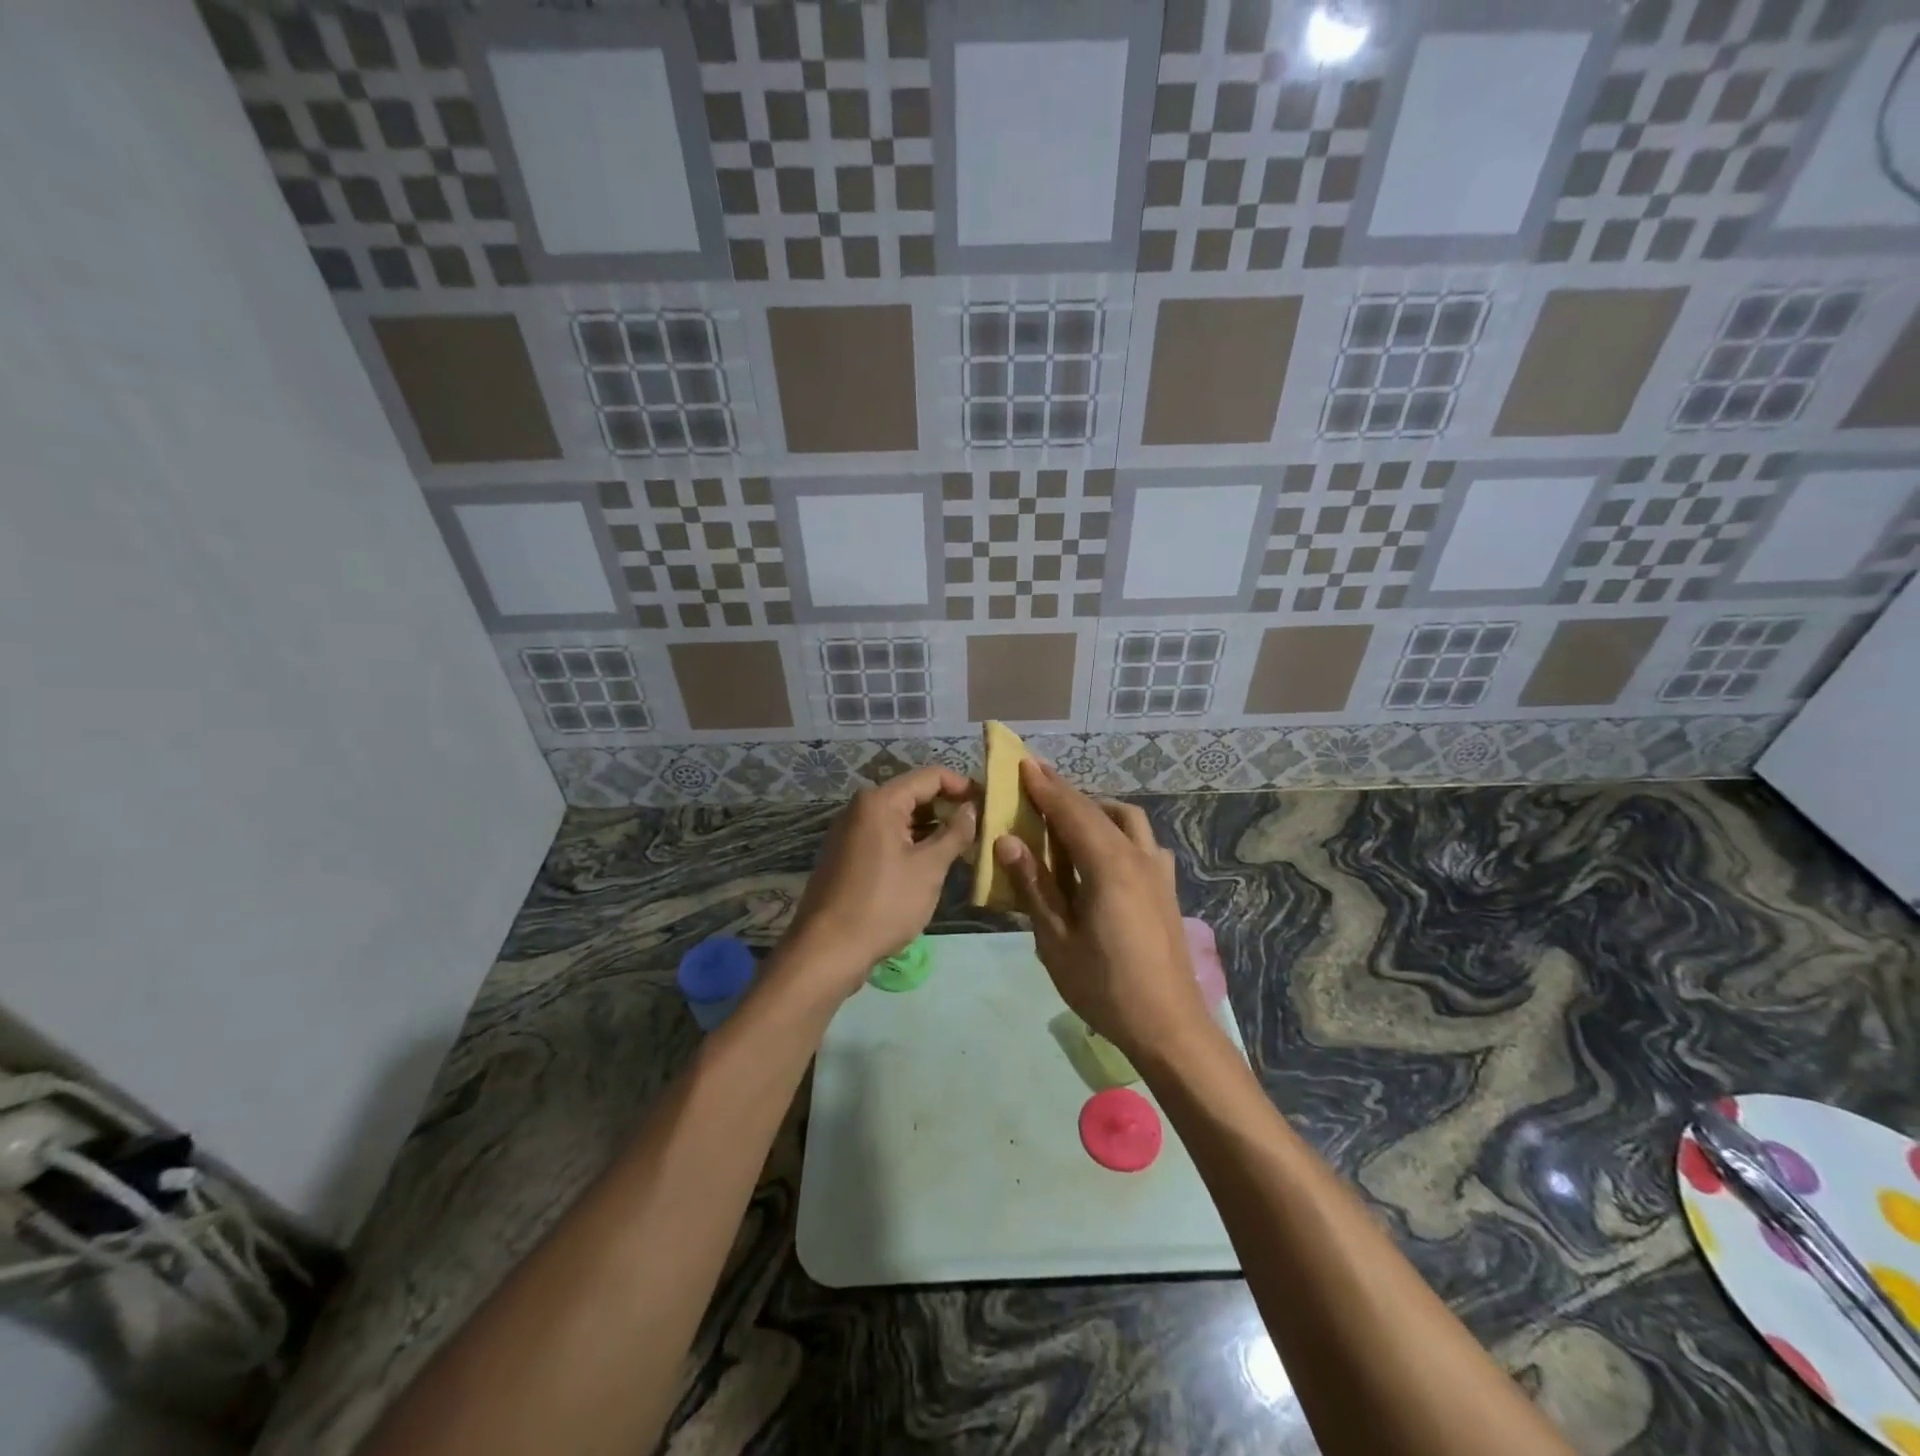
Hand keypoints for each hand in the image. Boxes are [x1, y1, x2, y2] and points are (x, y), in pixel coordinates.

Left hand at [781, 767, 976, 999]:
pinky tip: (932, 863)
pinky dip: (911, 843)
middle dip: (948, 808)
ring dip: (931, 828)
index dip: (962, 785)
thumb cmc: (883, 904)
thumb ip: (955, 834)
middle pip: (914, 794)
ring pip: (901, 818)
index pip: (931, 776)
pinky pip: (886, 836)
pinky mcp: (847, 855)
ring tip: (963, 847)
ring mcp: (850, 831)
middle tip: (980, 827)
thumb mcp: (928, 869)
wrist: (827, 950)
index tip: (989, 803)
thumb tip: (972, 810)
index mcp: (880, 801)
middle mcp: (861, 808)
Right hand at [994, 760, 1210, 1062]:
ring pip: (1128, 820)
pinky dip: (1119, 832)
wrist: (1168, 1025)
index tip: (1023, 764)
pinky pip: (1144, 843)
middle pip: (1099, 810)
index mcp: (1108, 866)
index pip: (1072, 812)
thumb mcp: (1056, 940)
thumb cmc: (1104, 986)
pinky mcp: (1167, 889)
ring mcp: (1158, 872)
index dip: (1045, 787)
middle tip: (1036, 782)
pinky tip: (1105, 854)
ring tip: (1068, 817)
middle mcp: (1138, 857)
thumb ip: (1034, 886)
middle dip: (1066, 792)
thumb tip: (1008, 840)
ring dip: (1096, 808)